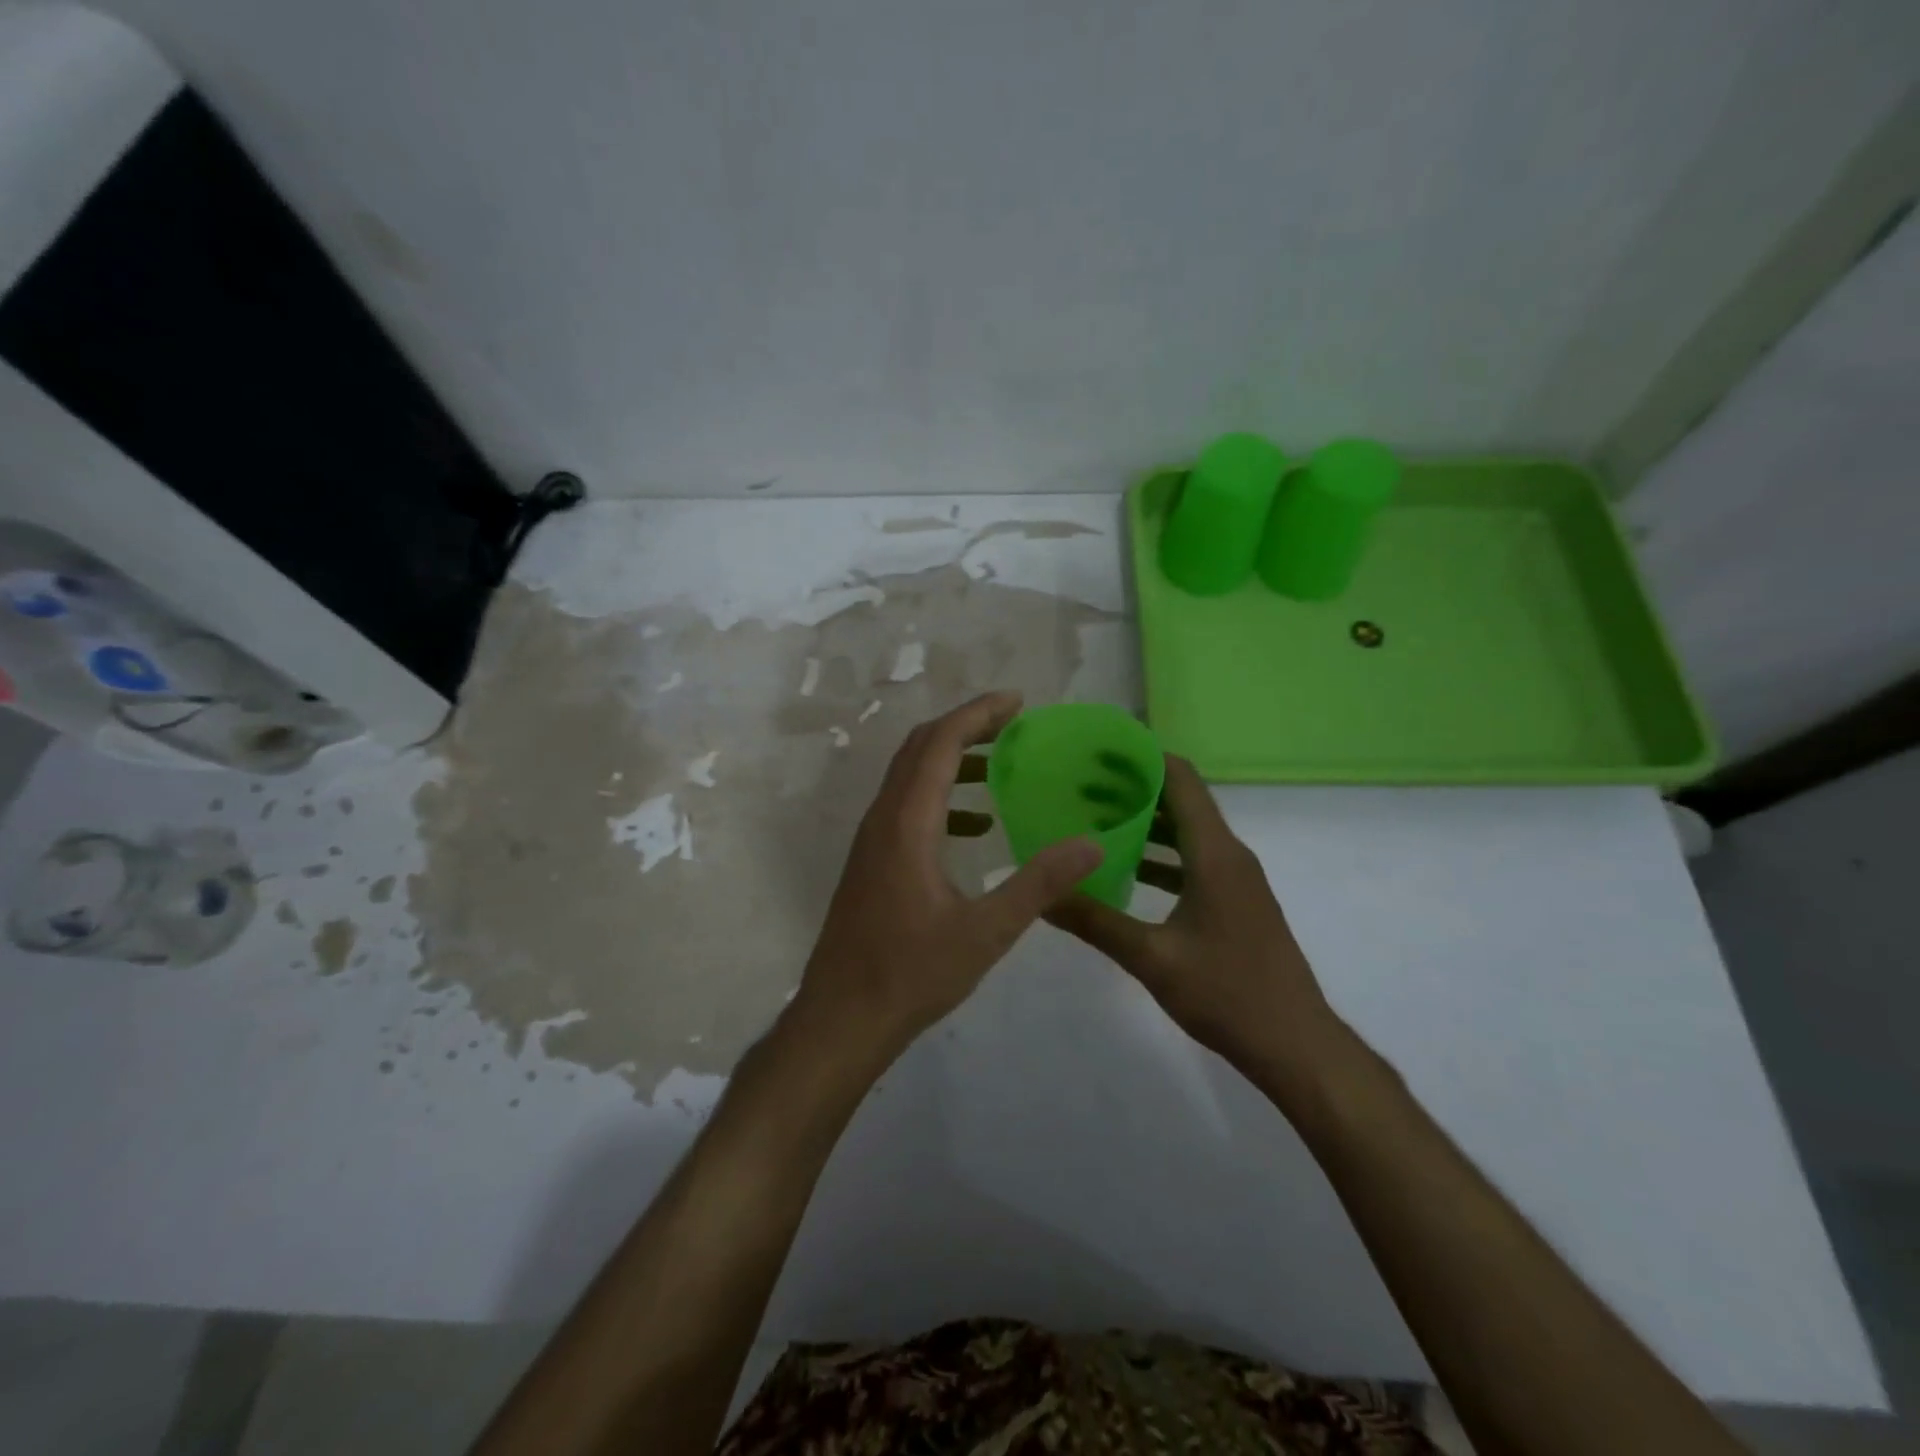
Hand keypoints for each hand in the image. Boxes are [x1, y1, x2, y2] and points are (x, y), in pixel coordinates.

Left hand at [795, 691, 1102, 1059]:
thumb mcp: (986, 932)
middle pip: (921, 748)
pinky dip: (943, 796)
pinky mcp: (871, 861)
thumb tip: (1092, 844)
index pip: (941, 744)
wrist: (842, 1018)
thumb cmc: (912, 974)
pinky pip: (907, 806)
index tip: (1018, 701)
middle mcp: (883, 819)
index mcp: (907, 823)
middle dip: (967, 726)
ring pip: (910, 775)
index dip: (979, 713)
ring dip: (954, 758)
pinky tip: (977, 825)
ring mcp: (872, 840)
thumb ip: (1039, 884)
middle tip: (1015, 723)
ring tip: (1003, 763)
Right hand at [1048, 755, 1339, 1072]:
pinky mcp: (1235, 902)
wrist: (1296, 1045)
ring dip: (1144, 823)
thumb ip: (1094, 921)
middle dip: (1133, 788)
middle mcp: (1229, 854)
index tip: (1098, 751)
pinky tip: (1125, 871)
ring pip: (1186, 833)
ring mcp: (1236, 879)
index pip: (1180, 779)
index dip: (1142, 757)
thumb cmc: (1227, 993)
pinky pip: (1193, 861)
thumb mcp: (1151, 958)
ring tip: (1093, 821)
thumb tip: (1041, 896)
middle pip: (1180, 801)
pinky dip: (1159, 856)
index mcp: (1214, 853)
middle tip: (1080, 786)